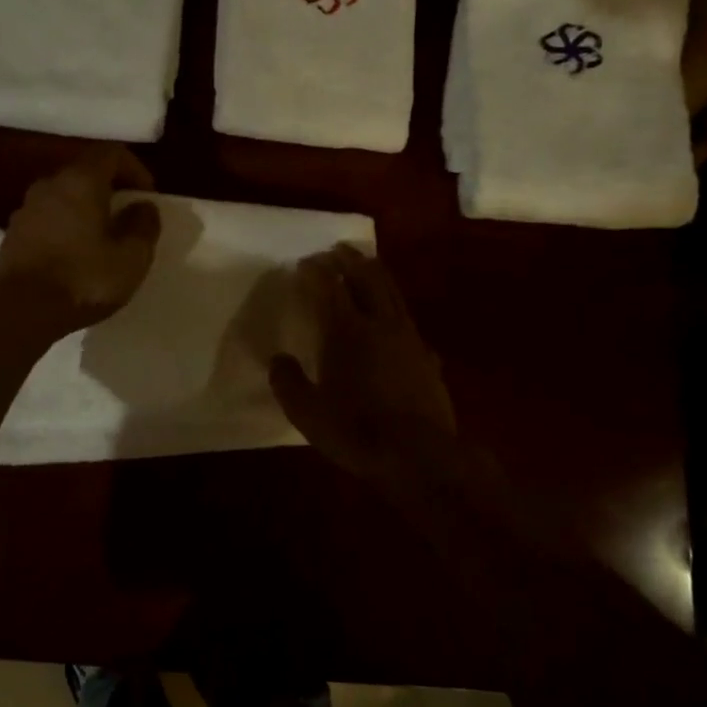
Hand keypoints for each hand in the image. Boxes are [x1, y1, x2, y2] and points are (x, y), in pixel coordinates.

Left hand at [0, 146, 161, 342]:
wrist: (19, 313)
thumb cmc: (83, 280)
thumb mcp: (131, 258)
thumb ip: (144, 226)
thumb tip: (144, 207)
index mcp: (80, 181)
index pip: (111, 153)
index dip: (136, 169)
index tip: (148, 197)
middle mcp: (49, 185)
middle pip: (85, 173)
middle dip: (111, 190)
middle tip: (128, 218)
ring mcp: (26, 209)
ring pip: (64, 198)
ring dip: (86, 211)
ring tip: (103, 240)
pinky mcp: (12, 235)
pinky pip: (48, 220)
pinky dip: (66, 228)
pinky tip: (75, 257)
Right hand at [270, 245, 456, 483]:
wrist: (421, 456)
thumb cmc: (358, 431)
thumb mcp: (308, 413)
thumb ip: (289, 382)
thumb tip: (278, 360)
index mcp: (346, 331)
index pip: (329, 288)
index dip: (316, 272)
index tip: (305, 263)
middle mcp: (380, 324)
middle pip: (367, 278)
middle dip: (350, 260)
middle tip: (337, 250)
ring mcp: (409, 338)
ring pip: (393, 293)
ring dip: (377, 275)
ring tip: (366, 266)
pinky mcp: (428, 357)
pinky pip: (409, 321)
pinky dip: (396, 310)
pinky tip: (395, 321)